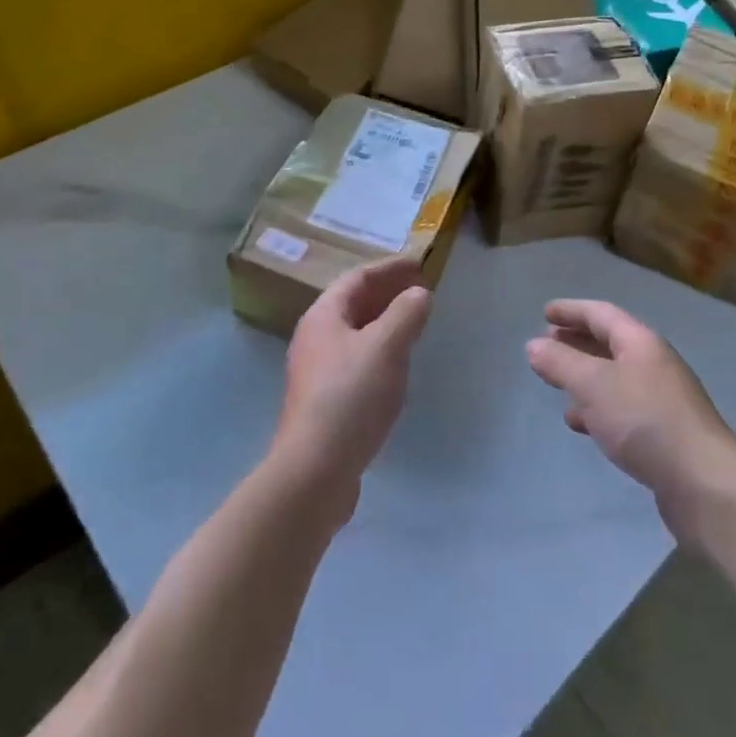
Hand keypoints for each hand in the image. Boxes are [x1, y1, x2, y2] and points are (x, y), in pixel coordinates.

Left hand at [273, 258, 431, 506]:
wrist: (314, 471)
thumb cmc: (351, 396)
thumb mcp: (386, 346)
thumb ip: (406, 314)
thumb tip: (419, 294)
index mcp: (323, 317)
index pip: (358, 278)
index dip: (389, 268)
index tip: (419, 265)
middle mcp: (314, 339)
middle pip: (353, 305)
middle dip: (387, 294)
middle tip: (421, 291)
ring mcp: (316, 373)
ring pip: (355, 335)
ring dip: (385, 323)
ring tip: (414, 324)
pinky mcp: (325, 403)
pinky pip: (356, 362)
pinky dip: (380, 352)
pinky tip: (398, 367)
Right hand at [526, 300, 735, 531]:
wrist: (703, 483)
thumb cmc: (645, 421)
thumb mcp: (594, 385)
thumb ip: (561, 363)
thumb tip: (534, 345)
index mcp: (640, 343)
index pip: (601, 314)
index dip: (572, 311)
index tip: (545, 312)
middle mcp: (653, 364)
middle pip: (609, 343)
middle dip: (577, 341)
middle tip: (547, 344)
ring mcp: (661, 400)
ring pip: (614, 378)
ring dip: (585, 377)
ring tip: (557, 383)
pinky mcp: (662, 433)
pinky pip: (622, 409)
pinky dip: (597, 408)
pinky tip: (581, 424)